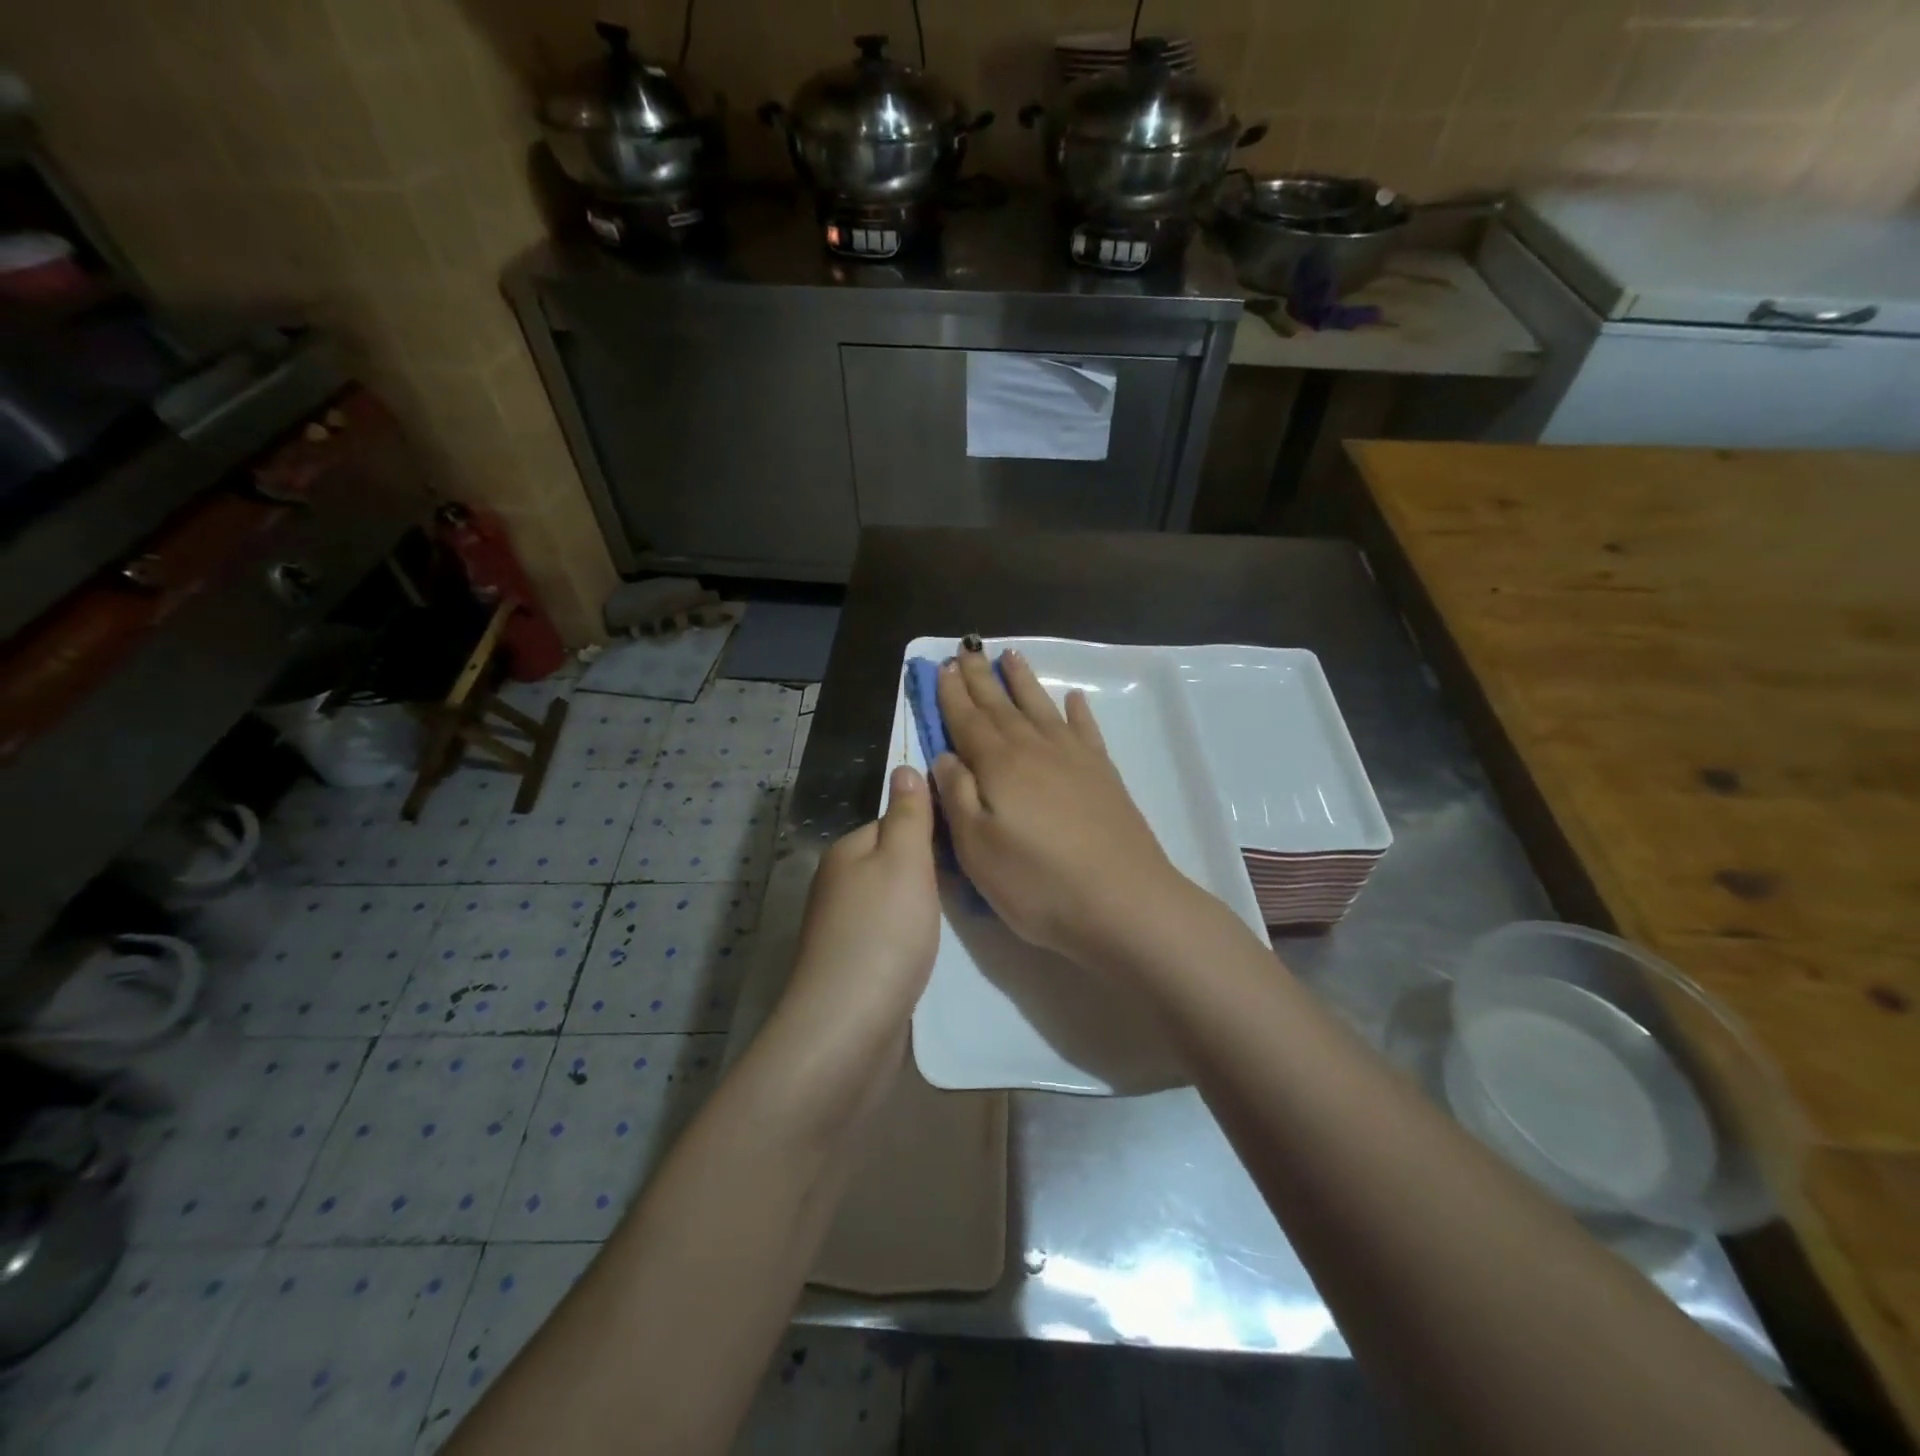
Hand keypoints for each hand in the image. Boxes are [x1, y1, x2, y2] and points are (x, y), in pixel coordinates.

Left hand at [782, 764, 940, 1052]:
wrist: (850, 1026)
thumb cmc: (883, 933)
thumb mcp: (904, 862)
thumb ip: (908, 815)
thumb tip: (903, 767)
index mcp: (847, 851)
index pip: (893, 821)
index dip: (930, 826)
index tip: (968, 837)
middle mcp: (839, 884)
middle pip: (893, 860)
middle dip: (929, 867)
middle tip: (974, 875)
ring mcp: (843, 927)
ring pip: (893, 898)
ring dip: (922, 903)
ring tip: (962, 910)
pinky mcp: (854, 964)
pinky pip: (889, 933)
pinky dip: (911, 935)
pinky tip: (930, 948)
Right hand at [930, 645, 1196, 968]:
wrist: (1123, 901)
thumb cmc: (1038, 883)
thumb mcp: (977, 850)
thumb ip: (956, 797)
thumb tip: (945, 756)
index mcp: (999, 766)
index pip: (967, 721)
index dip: (952, 695)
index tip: (943, 667)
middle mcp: (1035, 750)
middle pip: (1001, 706)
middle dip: (981, 679)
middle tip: (967, 650)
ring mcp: (1074, 758)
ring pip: (1041, 707)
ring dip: (1024, 681)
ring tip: (1011, 655)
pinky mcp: (1104, 774)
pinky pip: (1086, 730)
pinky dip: (1077, 711)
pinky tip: (1073, 699)